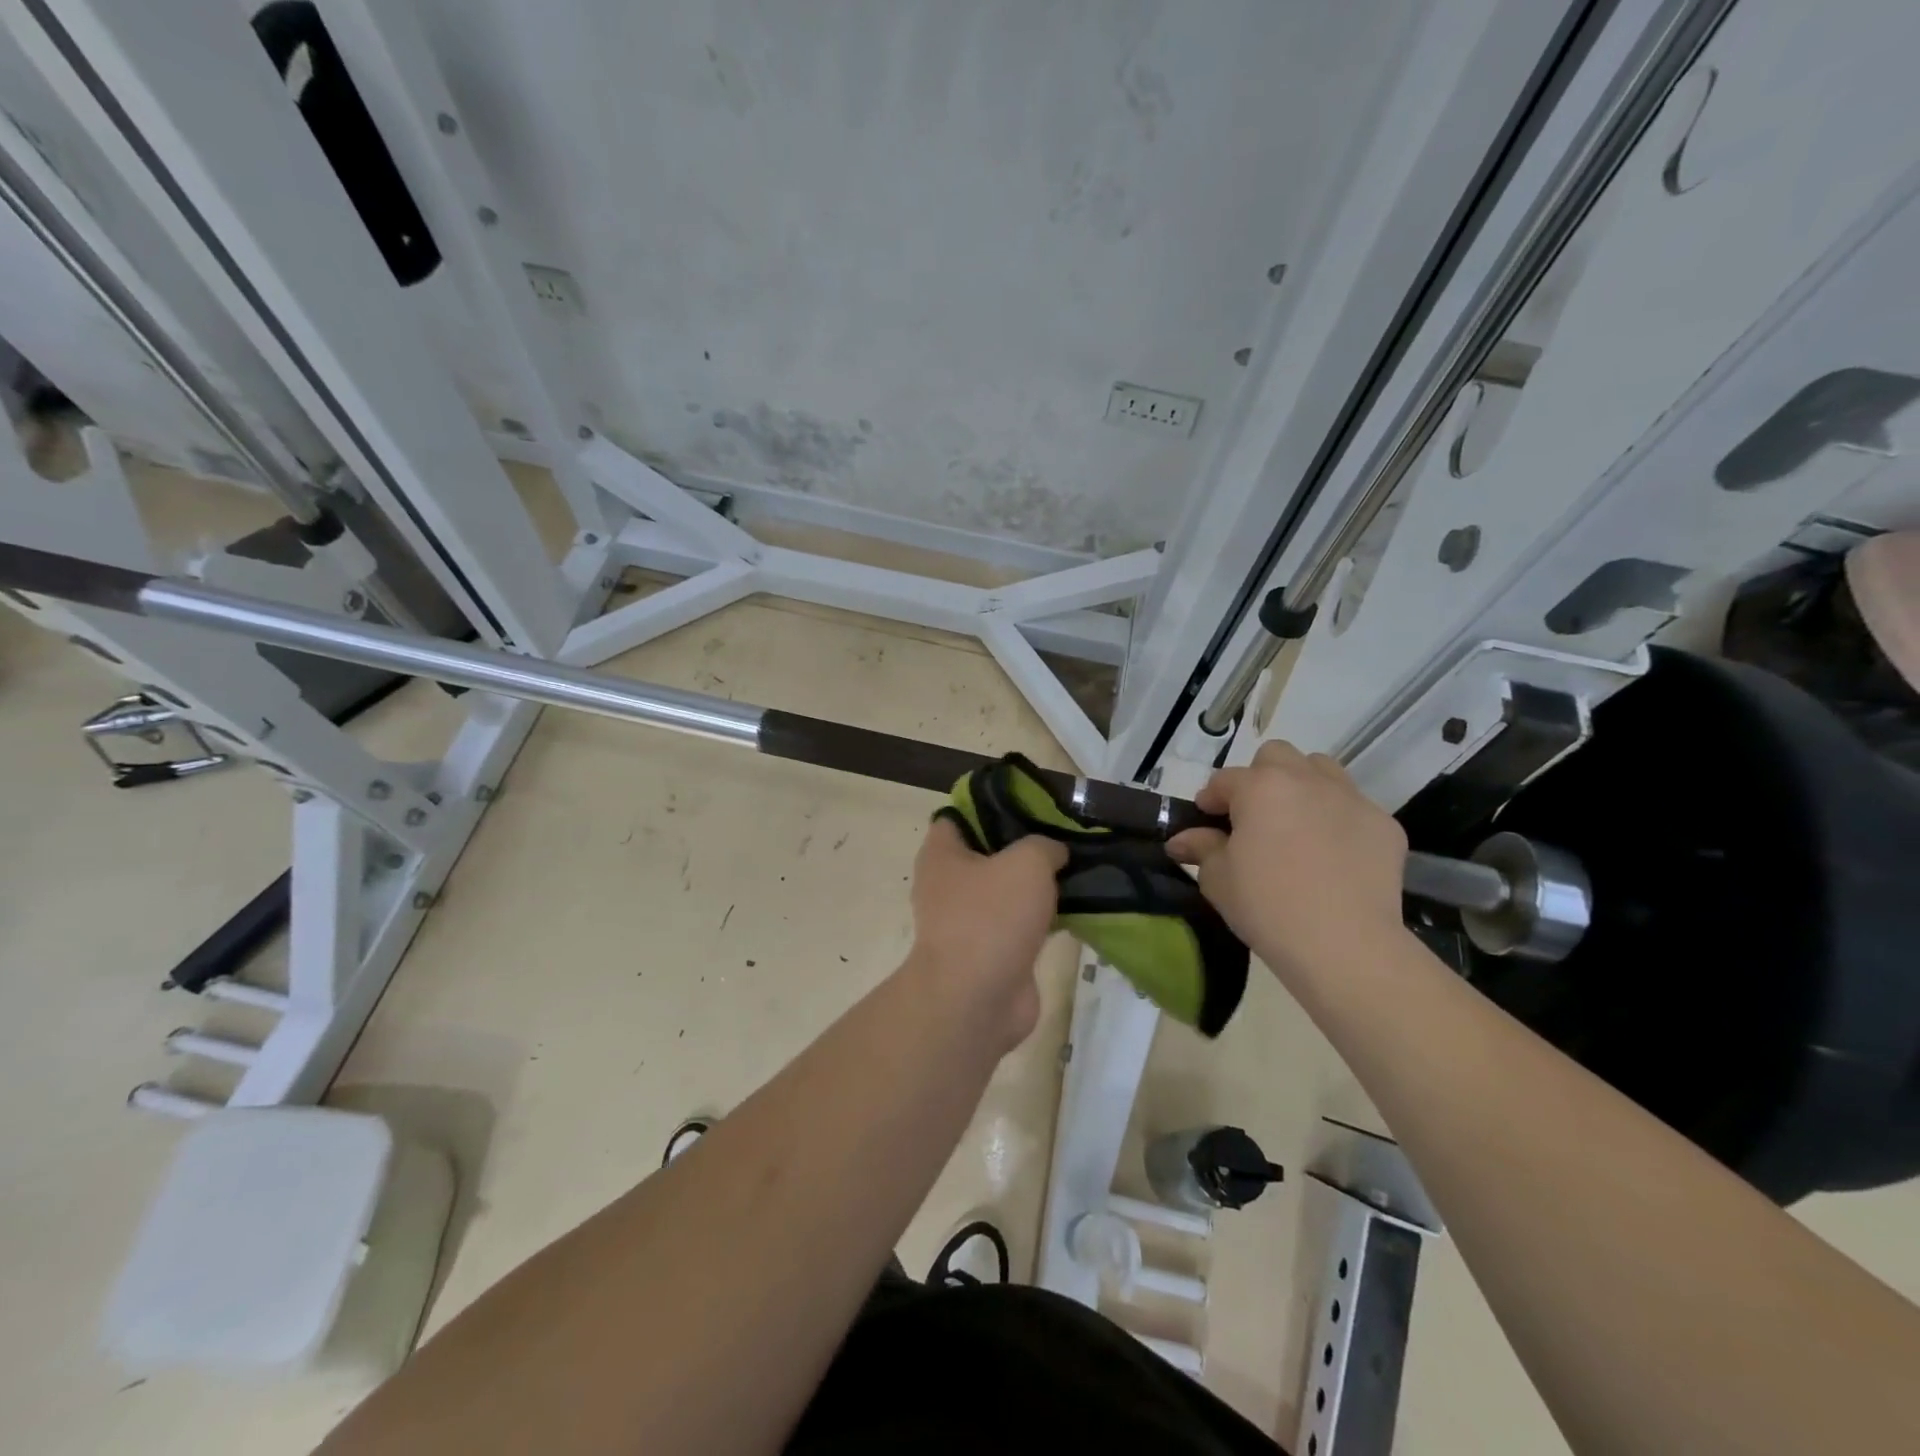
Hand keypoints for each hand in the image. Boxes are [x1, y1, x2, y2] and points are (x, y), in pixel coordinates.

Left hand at [907, 818, 1067, 1050]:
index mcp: (942, 855)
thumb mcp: (1026, 862)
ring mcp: (969, 922)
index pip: (959, 816)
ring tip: (1079, 867)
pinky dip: (1045, 918)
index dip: (991, 805)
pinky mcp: (992, 952)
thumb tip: (1053, 852)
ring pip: (1008, 891)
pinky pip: (1021, 925)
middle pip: (989, 853)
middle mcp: (949, 885)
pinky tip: (1079, 906)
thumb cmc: (991, 917)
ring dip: (1038, 884)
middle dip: (1024, 845)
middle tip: (1063, 835)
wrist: (978, 999)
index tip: (1029, 804)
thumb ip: (1043, 846)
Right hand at [1167, 740, 1406, 983]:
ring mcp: (1351, 799)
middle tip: (1254, 816)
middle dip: (1260, 778)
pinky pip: (1355, 807)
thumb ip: (1200, 848)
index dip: (1211, 799)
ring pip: (1321, 769)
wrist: (1344, 945)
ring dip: (1303, 786)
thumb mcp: (1218, 879)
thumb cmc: (1267, 906)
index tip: (1206, 821)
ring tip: (1296, 824)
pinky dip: (1338, 819)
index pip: (1225, 779)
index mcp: (1260, 788)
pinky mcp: (1384, 825)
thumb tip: (1181, 840)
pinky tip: (1333, 854)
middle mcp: (1306, 781)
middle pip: (1277, 757)